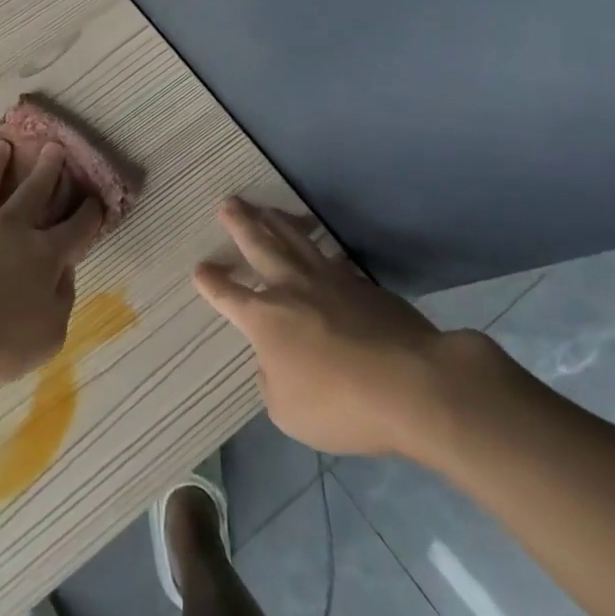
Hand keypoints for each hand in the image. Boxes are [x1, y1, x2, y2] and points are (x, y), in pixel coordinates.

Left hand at [0, 141, 104, 385]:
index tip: (95, 199)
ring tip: (1, 145)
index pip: (75, 229)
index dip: (88, 214)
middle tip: (54, 147)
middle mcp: (11, 229)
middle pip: (34, 192)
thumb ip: (62, 302)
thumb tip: (63, 272)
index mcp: (43, 256)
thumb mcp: (48, 337)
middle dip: (48, 169)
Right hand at [194, 197, 452, 457]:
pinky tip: (317, 243)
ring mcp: (331, 282)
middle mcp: (292, 290)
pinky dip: (318, 245)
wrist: (414, 385)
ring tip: (265, 209)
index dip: (212, 283)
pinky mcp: (365, 286)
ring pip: (297, 241)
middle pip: (261, 248)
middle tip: (228, 203)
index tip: (200, 269)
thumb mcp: (289, 411)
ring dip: (277, 222)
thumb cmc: (340, 404)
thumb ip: (273, 382)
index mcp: (265, 319)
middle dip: (241, 225)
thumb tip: (274, 364)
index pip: (228, 296)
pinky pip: (332, 257)